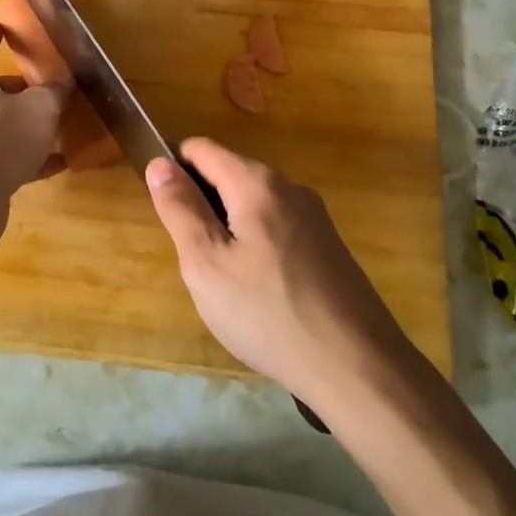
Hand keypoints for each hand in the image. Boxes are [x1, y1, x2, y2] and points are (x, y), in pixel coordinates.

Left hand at [0, 25, 69, 223]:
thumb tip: (62, 84)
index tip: (6, 30)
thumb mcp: (39, 108)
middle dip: (18, 88)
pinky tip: (55, 164)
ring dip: (23, 124)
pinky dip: (24, 156)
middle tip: (45, 89)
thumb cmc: (1, 140)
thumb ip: (54, 92)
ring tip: (55, 128)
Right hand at [145, 139, 417, 408]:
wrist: (356, 366)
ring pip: (252, 203)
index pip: (201, 149)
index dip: (173, 170)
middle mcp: (288, 186)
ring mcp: (314, 215)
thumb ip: (180, 209)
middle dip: (202, 205)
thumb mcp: (206, 264)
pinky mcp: (328, 245)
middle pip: (228, 174)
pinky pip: (277, 226)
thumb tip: (159, 163)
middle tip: (196, 260)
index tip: (167, 214)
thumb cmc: (268, 314)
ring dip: (229, 228)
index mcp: (256, 182)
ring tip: (227, 283)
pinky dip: (256, 244)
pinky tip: (260, 293)